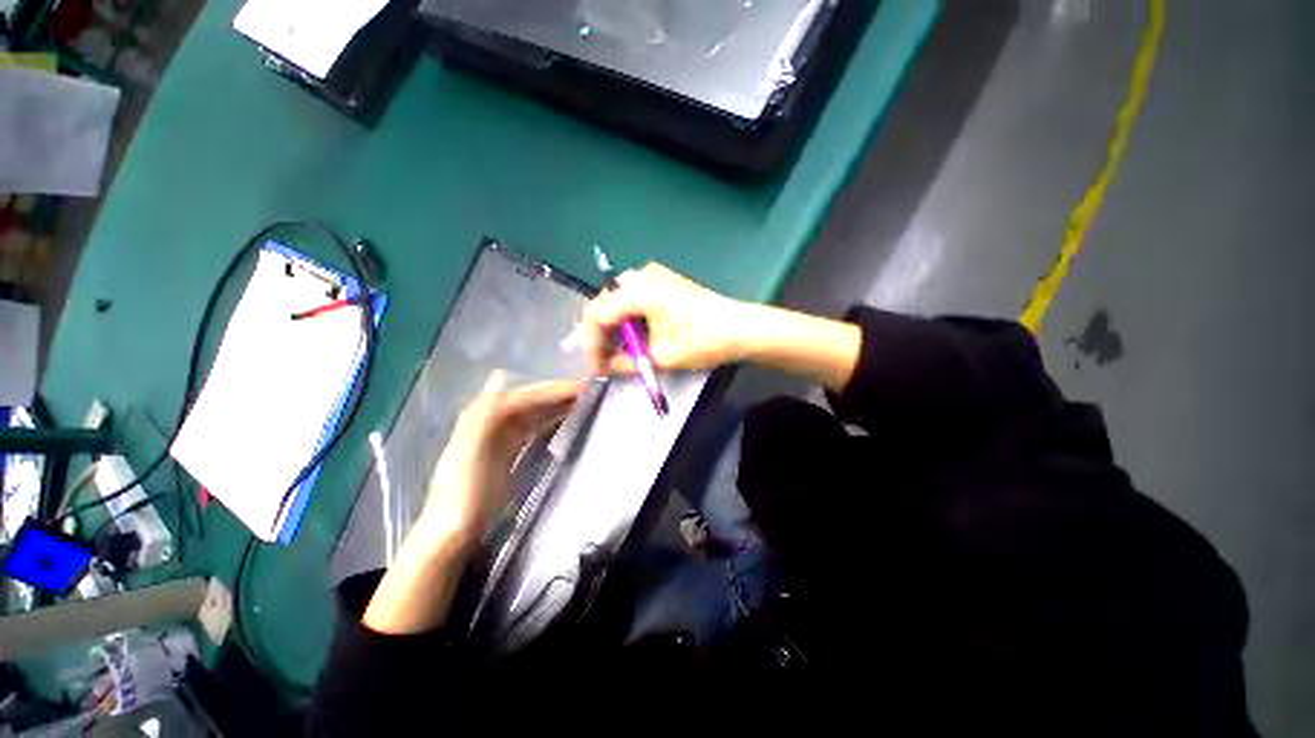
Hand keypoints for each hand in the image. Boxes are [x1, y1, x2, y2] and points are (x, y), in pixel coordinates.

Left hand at [364, 371, 579, 634]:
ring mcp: (493, 445)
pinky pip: (527, 436)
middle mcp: (486, 425)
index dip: (549, 390)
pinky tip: (562, 429)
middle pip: (525, 402)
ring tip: (585, 406)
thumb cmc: (463, 494)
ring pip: (528, 418)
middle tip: (591, 393)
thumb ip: (484, 415)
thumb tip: (502, 377)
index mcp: (479, 419)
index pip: (520, 396)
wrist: (451, 534)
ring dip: (552, 409)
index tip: (583, 387)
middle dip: (554, 396)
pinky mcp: (501, 464)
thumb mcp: (470, 451)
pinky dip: (545, 428)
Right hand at [581, 263, 749, 374]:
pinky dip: (629, 318)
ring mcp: (653, 275)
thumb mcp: (661, 357)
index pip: (597, 314)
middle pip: (605, 303)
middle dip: (599, 334)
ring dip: (614, 326)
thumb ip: (626, 362)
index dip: (591, 343)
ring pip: (618, 300)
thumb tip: (607, 367)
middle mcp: (641, 276)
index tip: (596, 367)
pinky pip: (634, 297)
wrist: (742, 328)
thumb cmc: (702, 341)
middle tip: (602, 361)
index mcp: (638, 291)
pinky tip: (633, 339)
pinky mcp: (664, 281)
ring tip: (616, 353)